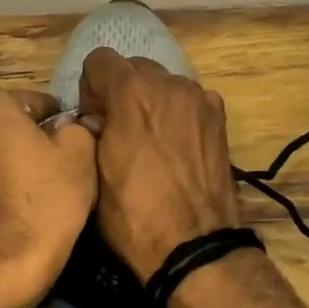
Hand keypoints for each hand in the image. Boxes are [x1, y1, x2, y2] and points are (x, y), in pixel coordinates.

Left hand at [0, 89, 97, 307]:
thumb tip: (75, 125)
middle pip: (5, 125)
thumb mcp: (80, 153)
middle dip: (26, 138)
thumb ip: (78, 127)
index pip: (34, 102)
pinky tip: (10, 205)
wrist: (9, 261)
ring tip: (31, 188)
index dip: (57, 121)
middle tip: (53, 165)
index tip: (70, 143)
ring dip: (6, 161)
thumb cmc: (47, 198)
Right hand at [77, 48, 240, 281]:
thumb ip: (88, 134)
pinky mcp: (220, 120)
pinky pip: (189, 102)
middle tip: (118, 131)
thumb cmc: (133, 216)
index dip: (90, 89)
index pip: (100, 60)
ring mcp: (200, 100)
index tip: (93, 121)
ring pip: (165, 84)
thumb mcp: (92, 175)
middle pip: (135, 68)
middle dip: (121, 92)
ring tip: (150, 142)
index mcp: (132, 94)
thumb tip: (94, 121)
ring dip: (151, 102)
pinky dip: (178, 115)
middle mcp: (169, 85)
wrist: (193, 246)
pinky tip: (176, 148)